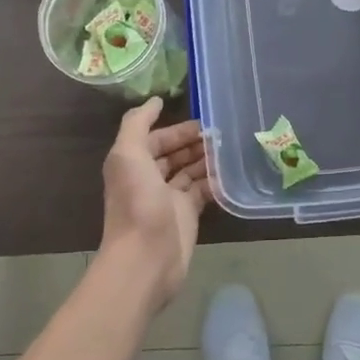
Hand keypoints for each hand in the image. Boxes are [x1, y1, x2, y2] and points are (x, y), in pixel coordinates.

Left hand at [98, 99, 209, 308]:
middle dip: (194, 142)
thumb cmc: (137, 203)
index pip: (155, 139)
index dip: (175, 129)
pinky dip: (215, 181)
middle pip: (173, 154)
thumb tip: (155, 101)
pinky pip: (202, 191)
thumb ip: (137, 124)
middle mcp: (148, 179)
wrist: (146, 258)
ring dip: (206, 159)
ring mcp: (168, 199)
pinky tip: (231, 172)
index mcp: (132, 163)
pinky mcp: (187, 216)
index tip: (203, 121)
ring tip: (230, 148)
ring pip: (189, 171)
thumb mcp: (128, 155)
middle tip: (222, 134)